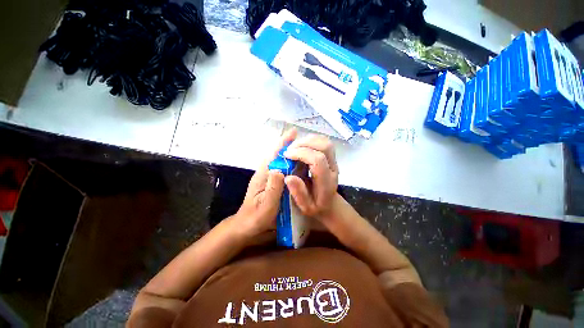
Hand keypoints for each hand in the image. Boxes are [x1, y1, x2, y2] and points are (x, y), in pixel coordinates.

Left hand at [233, 129, 297, 239]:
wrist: (247, 225)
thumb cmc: (256, 218)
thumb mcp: (266, 207)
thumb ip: (272, 189)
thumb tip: (279, 170)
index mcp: (263, 175)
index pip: (273, 155)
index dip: (283, 143)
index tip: (293, 132)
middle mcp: (266, 172)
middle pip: (277, 154)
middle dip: (289, 144)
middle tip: (303, 138)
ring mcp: (269, 176)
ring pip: (280, 160)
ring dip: (291, 152)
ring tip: (305, 147)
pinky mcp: (272, 181)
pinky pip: (283, 168)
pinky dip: (291, 162)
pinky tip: (300, 163)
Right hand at [283, 134, 338, 219]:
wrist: (329, 203)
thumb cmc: (316, 206)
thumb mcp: (305, 207)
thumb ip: (298, 193)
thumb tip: (288, 177)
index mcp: (327, 182)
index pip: (318, 160)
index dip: (301, 154)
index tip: (286, 155)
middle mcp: (333, 168)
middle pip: (324, 146)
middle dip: (303, 144)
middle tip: (289, 150)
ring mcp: (334, 161)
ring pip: (324, 142)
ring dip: (307, 140)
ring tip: (294, 147)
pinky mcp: (331, 156)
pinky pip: (323, 141)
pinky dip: (311, 139)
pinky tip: (301, 146)